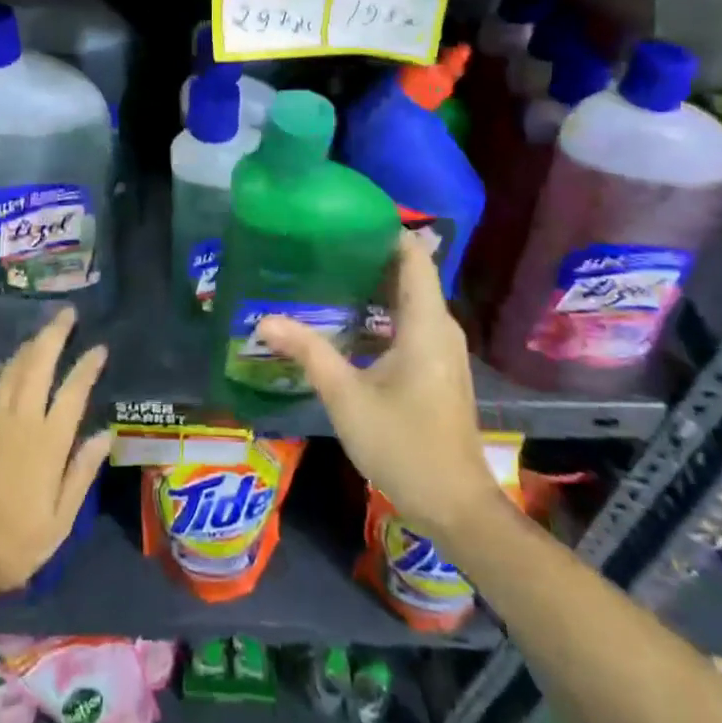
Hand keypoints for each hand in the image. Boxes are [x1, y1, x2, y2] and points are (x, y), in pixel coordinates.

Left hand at [0, 308, 111, 594]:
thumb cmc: (16, 544)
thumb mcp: (61, 519)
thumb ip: (82, 471)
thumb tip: (105, 433)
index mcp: (49, 441)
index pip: (74, 390)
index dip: (88, 365)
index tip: (99, 348)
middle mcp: (20, 419)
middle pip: (39, 362)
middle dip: (55, 333)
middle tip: (67, 313)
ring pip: (10, 369)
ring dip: (27, 347)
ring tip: (39, 335)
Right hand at [256, 232, 501, 536]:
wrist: (456, 506)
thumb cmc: (404, 444)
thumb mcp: (347, 396)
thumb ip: (308, 352)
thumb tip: (264, 319)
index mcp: (426, 324)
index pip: (414, 255)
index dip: (385, 230)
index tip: (344, 216)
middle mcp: (440, 328)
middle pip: (409, 273)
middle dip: (369, 254)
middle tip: (321, 243)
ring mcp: (441, 349)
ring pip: (408, 299)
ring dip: (372, 284)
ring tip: (325, 272)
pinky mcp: (436, 367)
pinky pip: (409, 321)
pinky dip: (380, 310)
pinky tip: (345, 318)